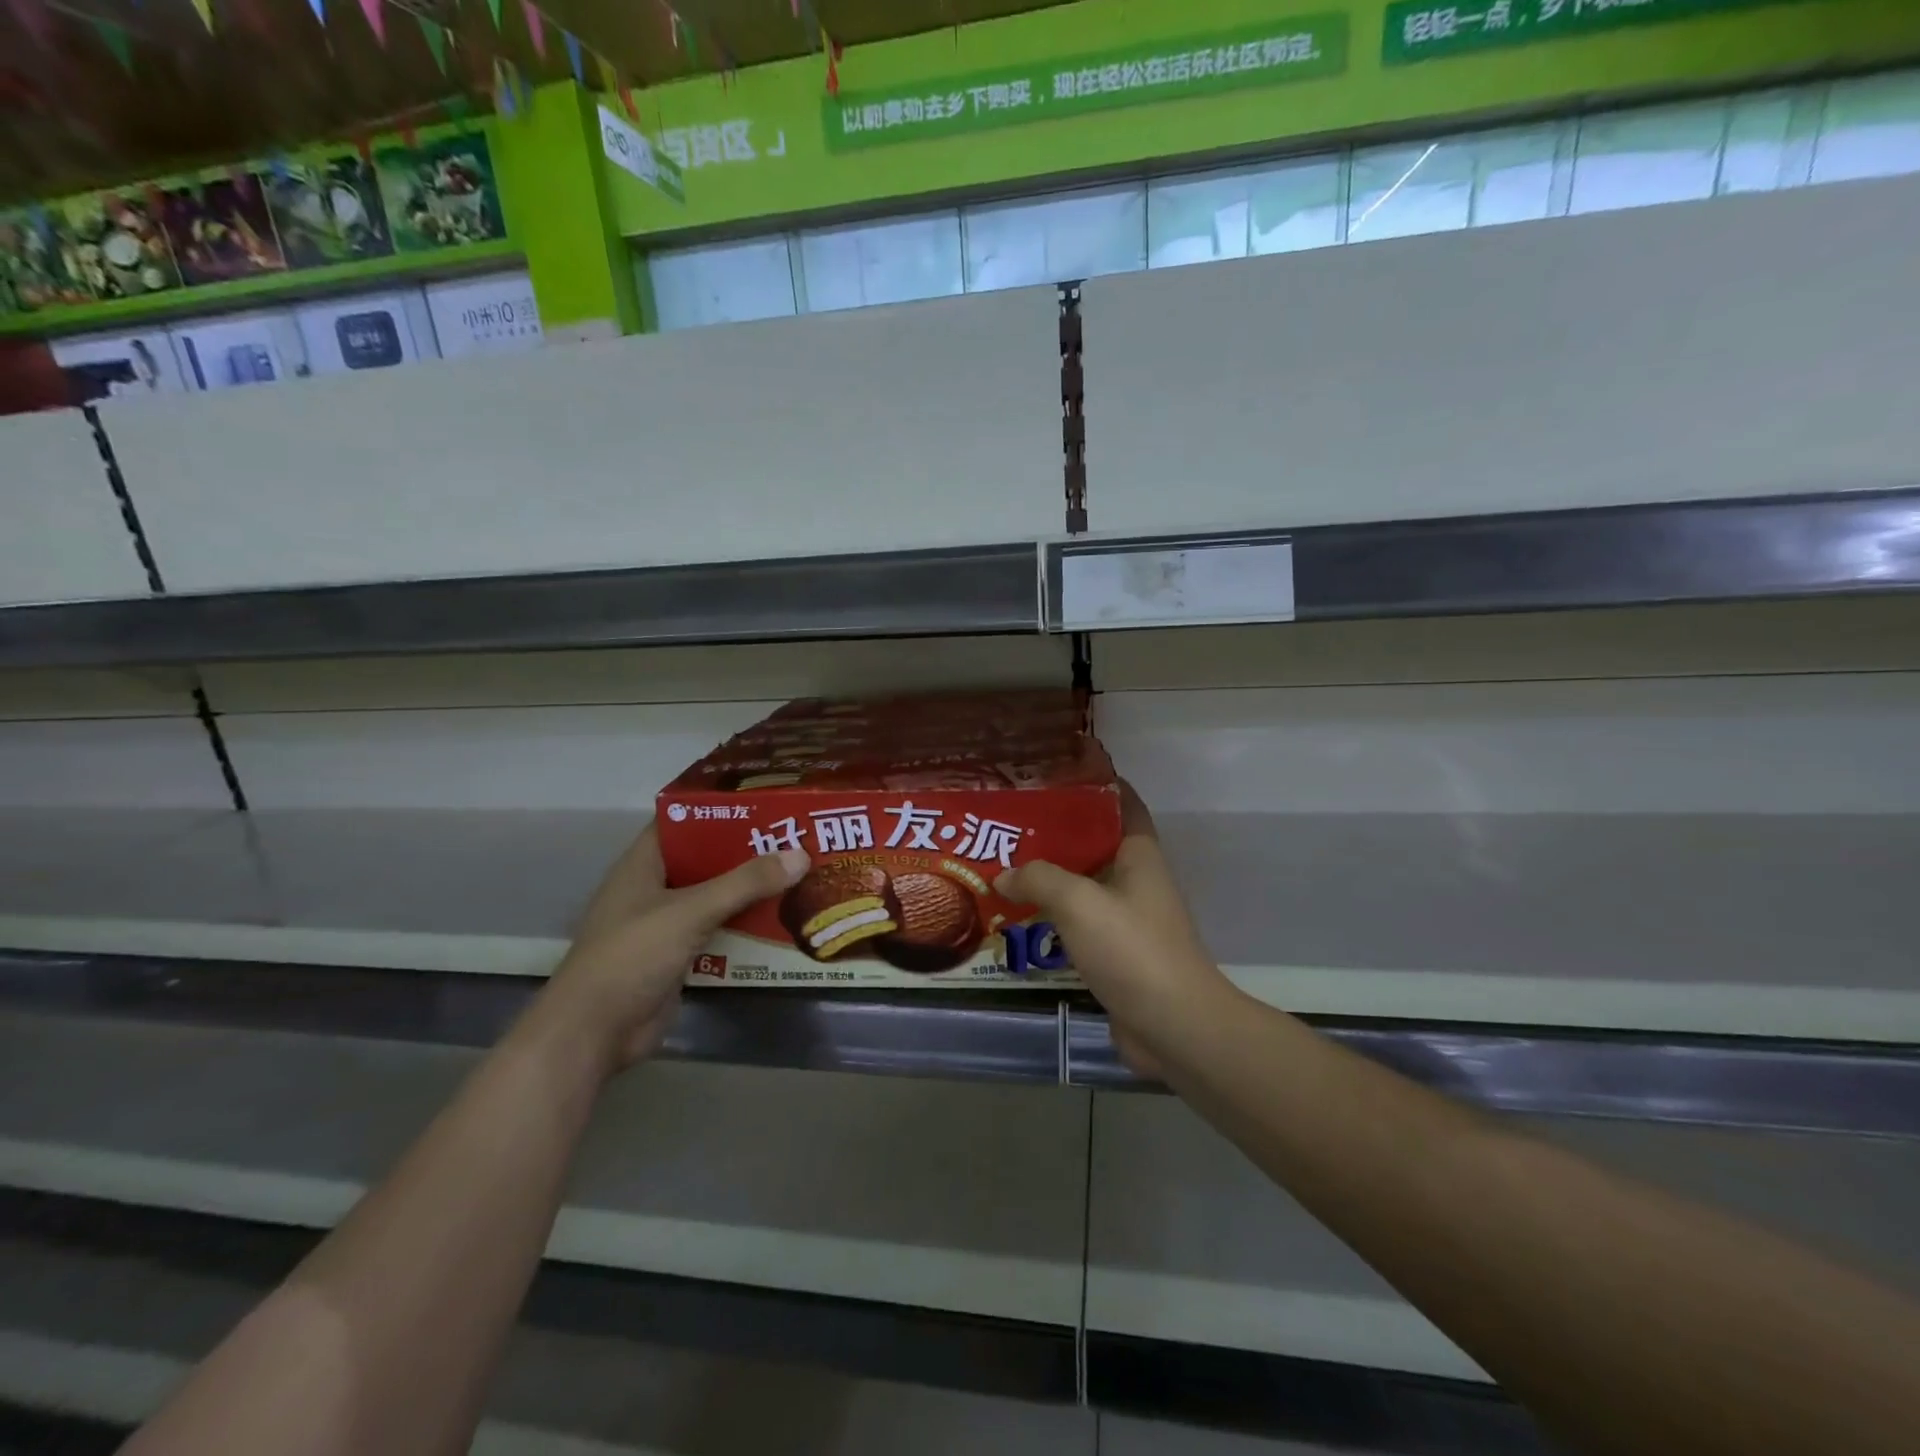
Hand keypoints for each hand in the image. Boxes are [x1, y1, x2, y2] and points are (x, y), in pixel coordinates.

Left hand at [534, 824, 809, 1073]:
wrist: (594, 1033)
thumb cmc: (631, 956)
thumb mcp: (690, 911)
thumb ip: (744, 884)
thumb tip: (801, 855)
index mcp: (643, 864)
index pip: (683, 821)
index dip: (719, 808)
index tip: (763, 801)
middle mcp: (654, 888)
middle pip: (705, 859)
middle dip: (745, 850)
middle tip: (794, 836)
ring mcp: (665, 924)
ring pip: (715, 896)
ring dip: (749, 889)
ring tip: (798, 871)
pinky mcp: (678, 956)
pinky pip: (718, 930)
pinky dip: (745, 924)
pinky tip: (780, 917)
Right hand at [995, 782, 1234, 1078]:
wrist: (1173, 1026)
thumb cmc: (1132, 949)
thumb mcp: (1078, 902)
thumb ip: (1038, 878)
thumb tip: (1003, 873)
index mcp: (1140, 854)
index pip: (1121, 802)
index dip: (1093, 783)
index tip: (1052, 773)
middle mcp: (1136, 879)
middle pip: (1094, 842)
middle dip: (1056, 831)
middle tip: (1011, 821)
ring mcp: (1127, 918)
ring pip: (1083, 884)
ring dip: (1049, 876)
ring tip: (1003, 863)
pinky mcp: (1116, 952)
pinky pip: (1078, 922)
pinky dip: (1051, 915)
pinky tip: (1017, 914)